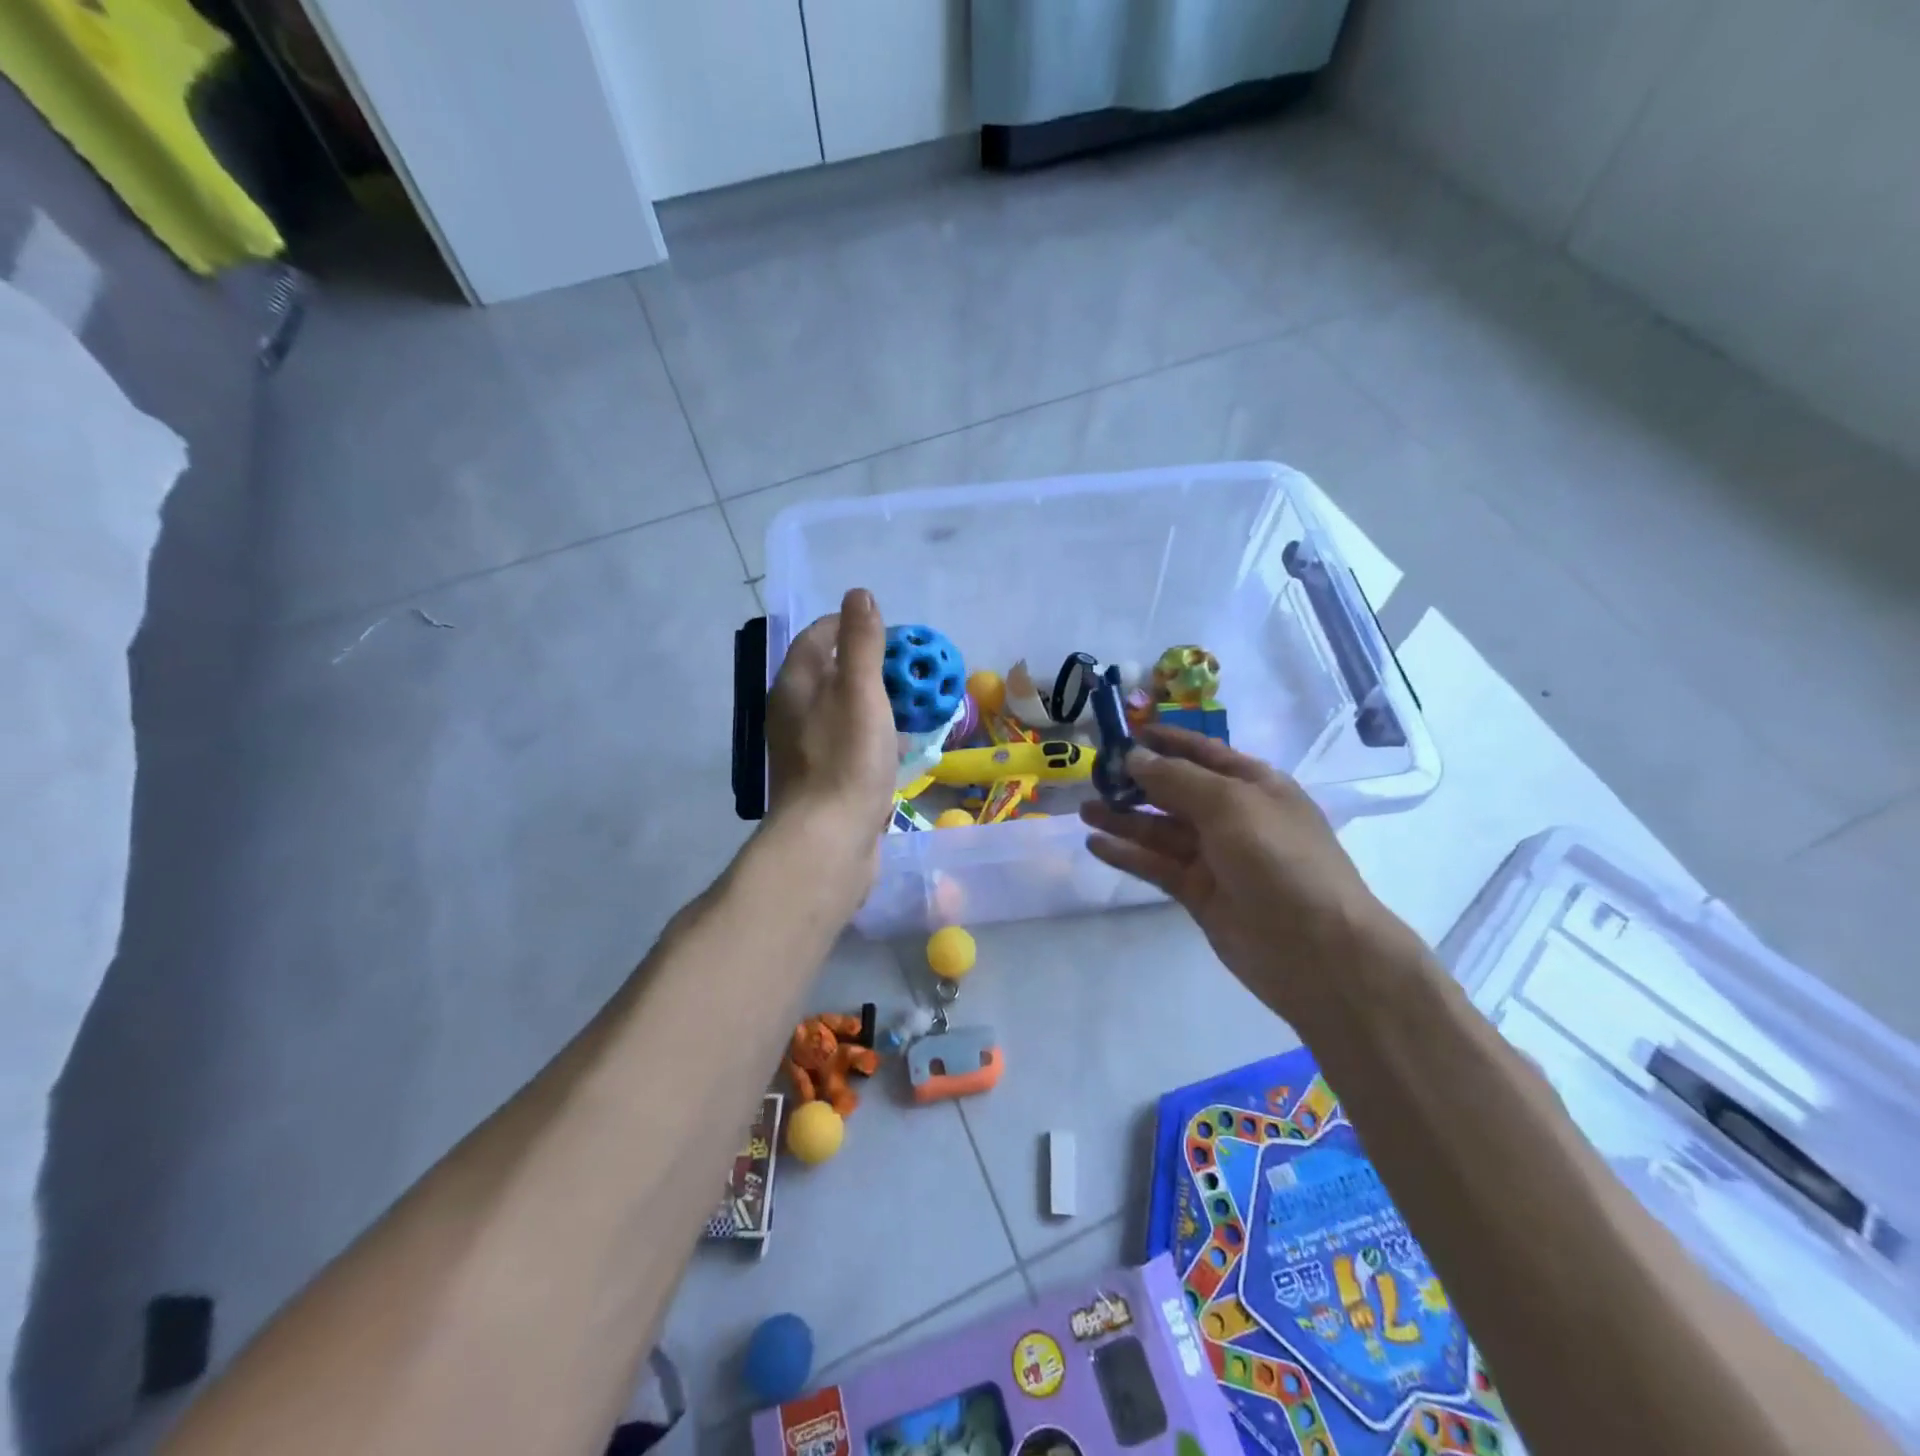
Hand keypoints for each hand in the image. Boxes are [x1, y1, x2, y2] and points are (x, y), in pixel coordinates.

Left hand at [765, 589, 897, 871]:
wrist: (829, 840)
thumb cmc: (847, 758)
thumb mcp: (860, 690)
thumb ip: (862, 642)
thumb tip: (859, 594)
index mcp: (795, 684)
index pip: (820, 636)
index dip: (853, 625)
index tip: (892, 633)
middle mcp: (794, 712)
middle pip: (833, 672)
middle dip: (871, 665)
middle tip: (911, 671)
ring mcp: (808, 748)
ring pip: (845, 709)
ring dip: (877, 701)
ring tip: (914, 704)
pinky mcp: (825, 778)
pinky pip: (852, 742)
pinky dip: (875, 734)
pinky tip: (901, 745)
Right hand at [1079, 725, 1402, 1026]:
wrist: (1316, 949)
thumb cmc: (1279, 859)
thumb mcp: (1230, 805)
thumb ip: (1177, 779)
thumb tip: (1134, 756)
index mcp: (1253, 785)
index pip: (1202, 753)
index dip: (1165, 742)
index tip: (1124, 734)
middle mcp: (1233, 817)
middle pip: (1176, 791)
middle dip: (1137, 782)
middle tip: (1093, 776)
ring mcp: (1215, 857)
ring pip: (1160, 830)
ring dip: (1124, 818)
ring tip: (1085, 810)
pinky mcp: (1198, 893)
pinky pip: (1156, 865)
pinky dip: (1128, 854)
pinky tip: (1095, 844)